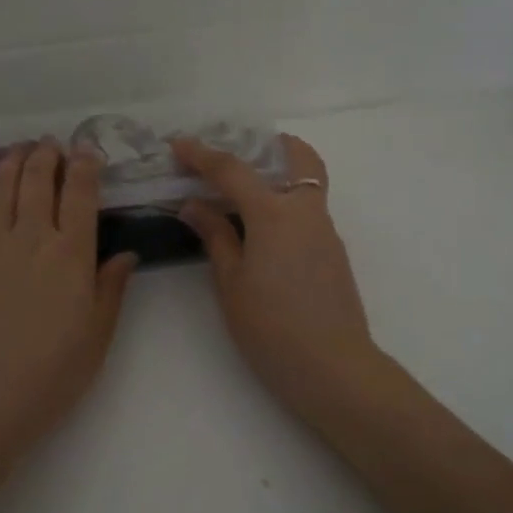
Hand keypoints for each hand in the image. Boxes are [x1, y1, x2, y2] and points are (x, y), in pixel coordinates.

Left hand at [0, 140, 137, 463]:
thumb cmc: (51, 372)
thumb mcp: (98, 334)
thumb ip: (112, 288)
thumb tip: (127, 254)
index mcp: (71, 253)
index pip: (80, 194)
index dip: (85, 166)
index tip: (87, 151)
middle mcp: (30, 236)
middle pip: (38, 181)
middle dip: (48, 156)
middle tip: (52, 145)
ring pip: (0, 187)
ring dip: (12, 162)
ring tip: (20, 149)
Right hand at [173, 136, 384, 424]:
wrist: (332, 367)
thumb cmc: (271, 327)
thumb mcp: (231, 283)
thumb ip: (215, 236)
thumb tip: (194, 205)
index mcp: (274, 213)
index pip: (233, 170)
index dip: (202, 155)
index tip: (178, 146)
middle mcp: (307, 211)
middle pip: (298, 157)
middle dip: (269, 146)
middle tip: (236, 155)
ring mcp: (326, 231)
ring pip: (306, 184)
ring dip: (277, 176)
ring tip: (240, 195)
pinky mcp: (334, 253)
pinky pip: (309, 211)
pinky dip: (285, 205)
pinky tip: (262, 233)